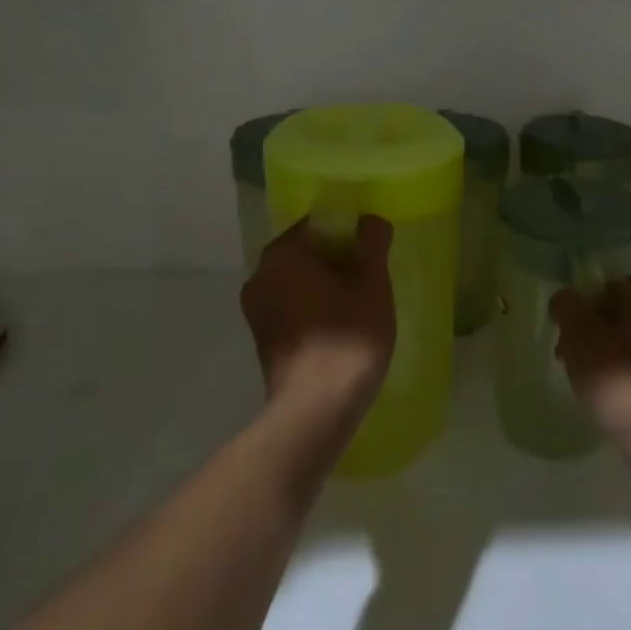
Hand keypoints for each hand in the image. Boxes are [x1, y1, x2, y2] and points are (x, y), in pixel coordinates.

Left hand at [241, 215, 395, 421]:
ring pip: (301, 283)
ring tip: (362, 306)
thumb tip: (370, 221)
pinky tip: (343, 329)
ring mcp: (257, 311)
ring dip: (329, 287)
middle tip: (372, 279)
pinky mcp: (263, 340)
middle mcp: (259, 277)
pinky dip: (316, 310)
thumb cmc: (347, 336)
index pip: (319, 224)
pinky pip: (294, 309)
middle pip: (308, 253)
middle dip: (340, 261)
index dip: (350, 232)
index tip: (373, 253)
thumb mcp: (371, 282)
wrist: (316, 408)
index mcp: (281, 254)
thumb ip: (372, 243)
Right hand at [551, 275, 630, 441]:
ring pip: (625, 341)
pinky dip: (617, 372)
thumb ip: (568, 305)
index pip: (608, 284)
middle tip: (565, 351)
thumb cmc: (617, 375)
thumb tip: (566, 297)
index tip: (564, 324)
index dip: (582, 300)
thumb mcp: (579, 333)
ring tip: (579, 376)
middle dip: (588, 328)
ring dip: (600, 352)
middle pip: (616, 313)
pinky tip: (602, 393)